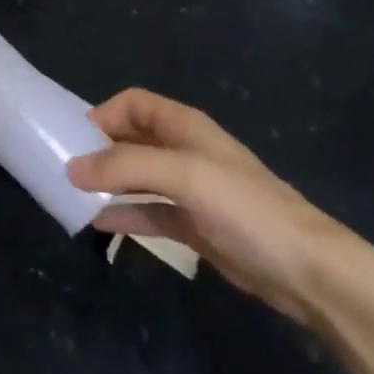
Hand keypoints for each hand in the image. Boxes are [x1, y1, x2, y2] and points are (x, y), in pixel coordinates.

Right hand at [67, 89, 373, 326]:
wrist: (308, 270)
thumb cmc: (246, 208)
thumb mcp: (185, 175)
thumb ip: (127, 167)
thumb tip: (72, 167)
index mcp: (185, 126)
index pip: (134, 103)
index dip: (104, 114)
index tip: (75, 140)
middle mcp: (185, 151)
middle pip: (133, 138)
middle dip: (101, 149)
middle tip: (66, 170)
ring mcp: (190, 190)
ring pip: (139, 176)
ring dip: (109, 183)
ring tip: (74, 196)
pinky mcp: (195, 226)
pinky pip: (150, 213)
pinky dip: (126, 215)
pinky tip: (100, 224)